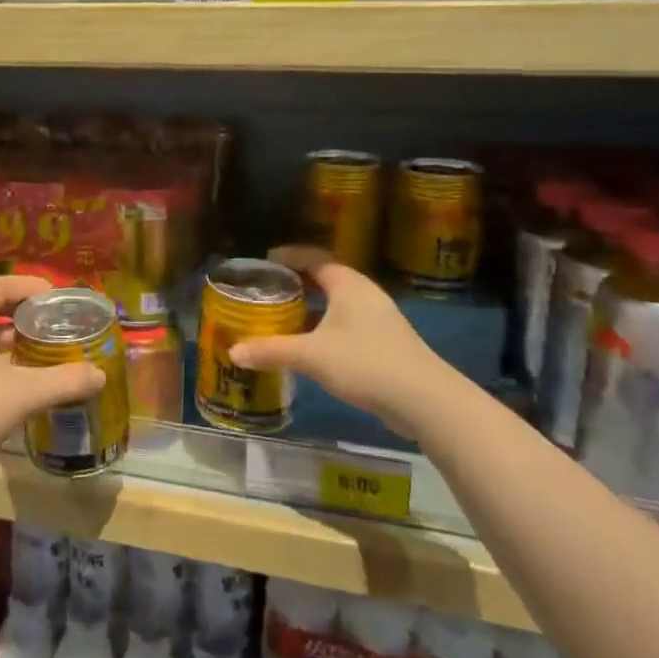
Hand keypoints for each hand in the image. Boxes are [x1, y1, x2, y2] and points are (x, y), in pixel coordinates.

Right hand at [227, 246, 450, 433]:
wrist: (425, 401)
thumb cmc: (365, 363)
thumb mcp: (311, 355)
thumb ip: (271, 350)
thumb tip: (233, 352)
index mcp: (348, 284)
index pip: (314, 258)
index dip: (289, 257)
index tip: (265, 260)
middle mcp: (365, 295)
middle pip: (326, 279)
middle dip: (297, 284)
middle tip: (267, 291)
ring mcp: (379, 320)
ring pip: (337, 305)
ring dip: (311, 309)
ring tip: (282, 318)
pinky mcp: (385, 344)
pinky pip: (346, 325)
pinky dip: (324, 328)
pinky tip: (309, 348)